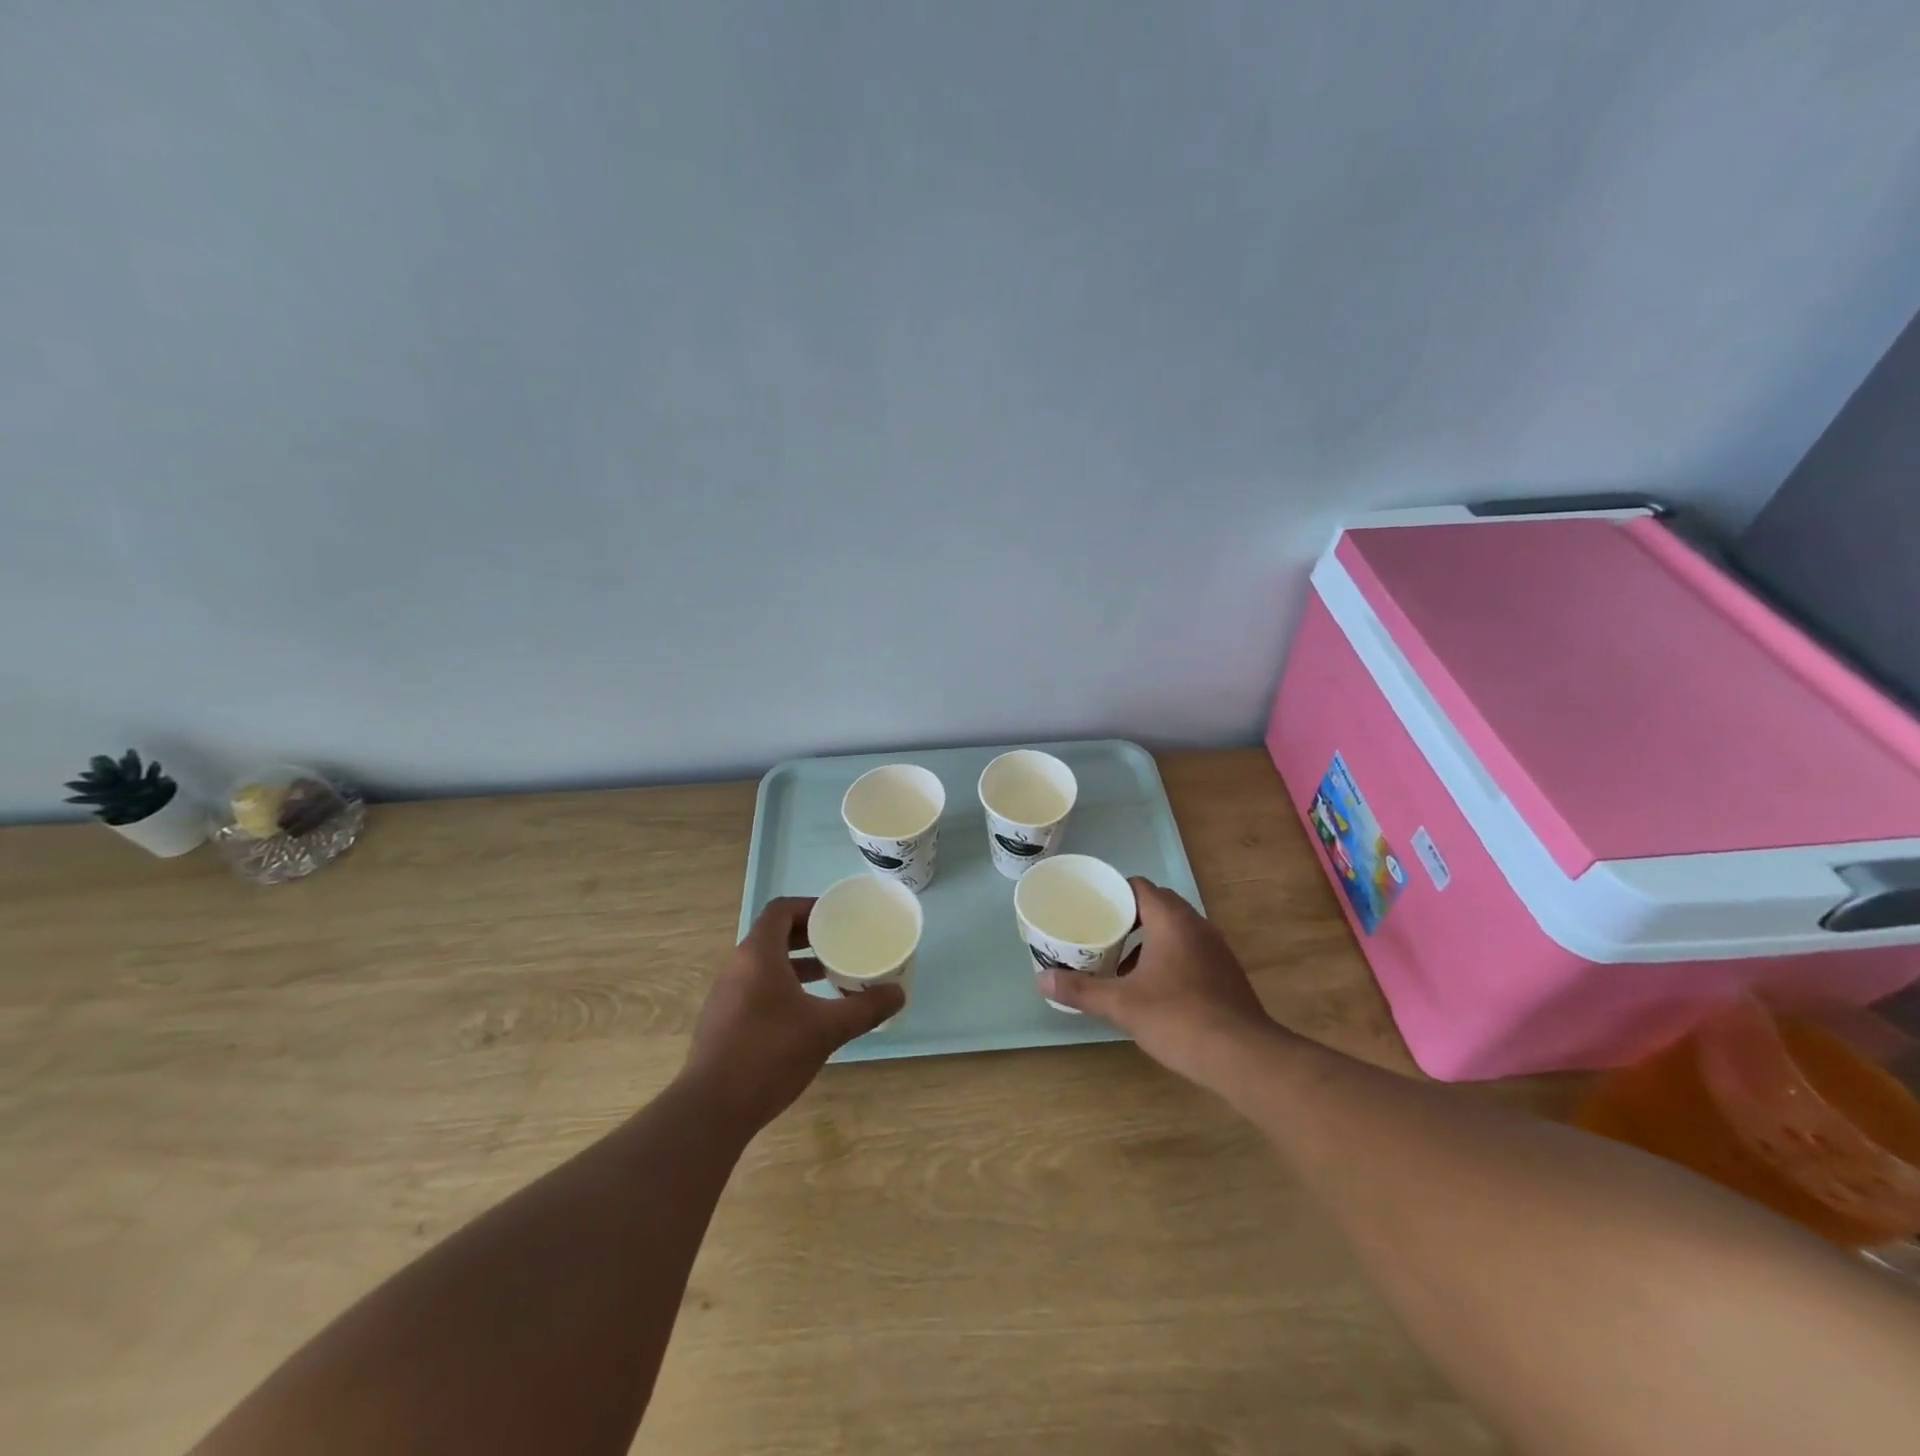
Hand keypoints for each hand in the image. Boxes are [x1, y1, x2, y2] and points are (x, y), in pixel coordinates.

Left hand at [682, 897, 903, 1130]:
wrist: (712, 1110)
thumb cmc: (770, 1055)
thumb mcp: (826, 1029)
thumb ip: (865, 1008)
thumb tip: (898, 993)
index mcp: (758, 955)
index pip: (781, 910)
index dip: (809, 907)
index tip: (837, 917)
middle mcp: (737, 967)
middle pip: (772, 935)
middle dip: (807, 936)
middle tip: (839, 943)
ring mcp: (726, 995)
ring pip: (764, 964)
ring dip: (795, 963)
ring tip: (828, 976)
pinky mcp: (723, 1021)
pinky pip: (755, 987)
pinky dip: (781, 987)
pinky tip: (804, 1013)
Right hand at [1038, 877, 1275, 1085]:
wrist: (1244, 1057)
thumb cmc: (1179, 1019)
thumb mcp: (1122, 1005)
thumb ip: (1081, 990)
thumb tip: (1041, 980)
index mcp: (1171, 920)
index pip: (1139, 887)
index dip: (1113, 893)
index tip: (1090, 908)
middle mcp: (1196, 925)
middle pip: (1157, 906)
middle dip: (1128, 917)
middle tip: (1099, 934)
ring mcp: (1216, 949)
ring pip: (1175, 930)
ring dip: (1148, 939)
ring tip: (1120, 964)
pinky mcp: (1226, 972)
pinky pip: (1190, 950)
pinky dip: (1168, 957)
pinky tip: (1153, 988)